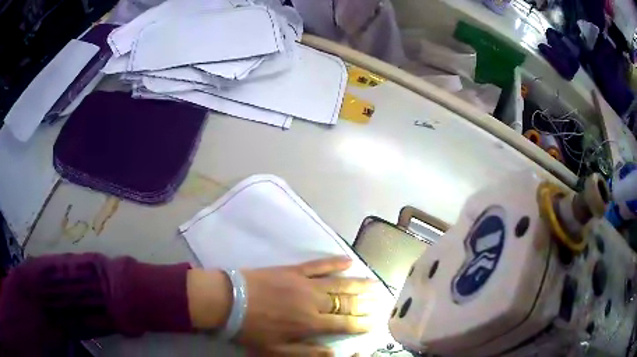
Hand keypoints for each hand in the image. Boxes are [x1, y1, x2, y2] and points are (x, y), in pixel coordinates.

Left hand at [187, 257, 379, 354]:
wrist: (228, 301)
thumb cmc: (252, 329)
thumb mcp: (277, 350)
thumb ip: (308, 353)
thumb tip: (335, 354)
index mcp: (310, 323)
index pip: (344, 324)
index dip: (361, 323)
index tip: (374, 322)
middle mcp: (314, 302)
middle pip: (346, 302)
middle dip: (365, 302)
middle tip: (381, 300)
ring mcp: (304, 283)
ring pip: (339, 283)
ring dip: (359, 283)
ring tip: (374, 283)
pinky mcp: (293, 270)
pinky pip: (319, 265)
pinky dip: (335, 262)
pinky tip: (349, 261)